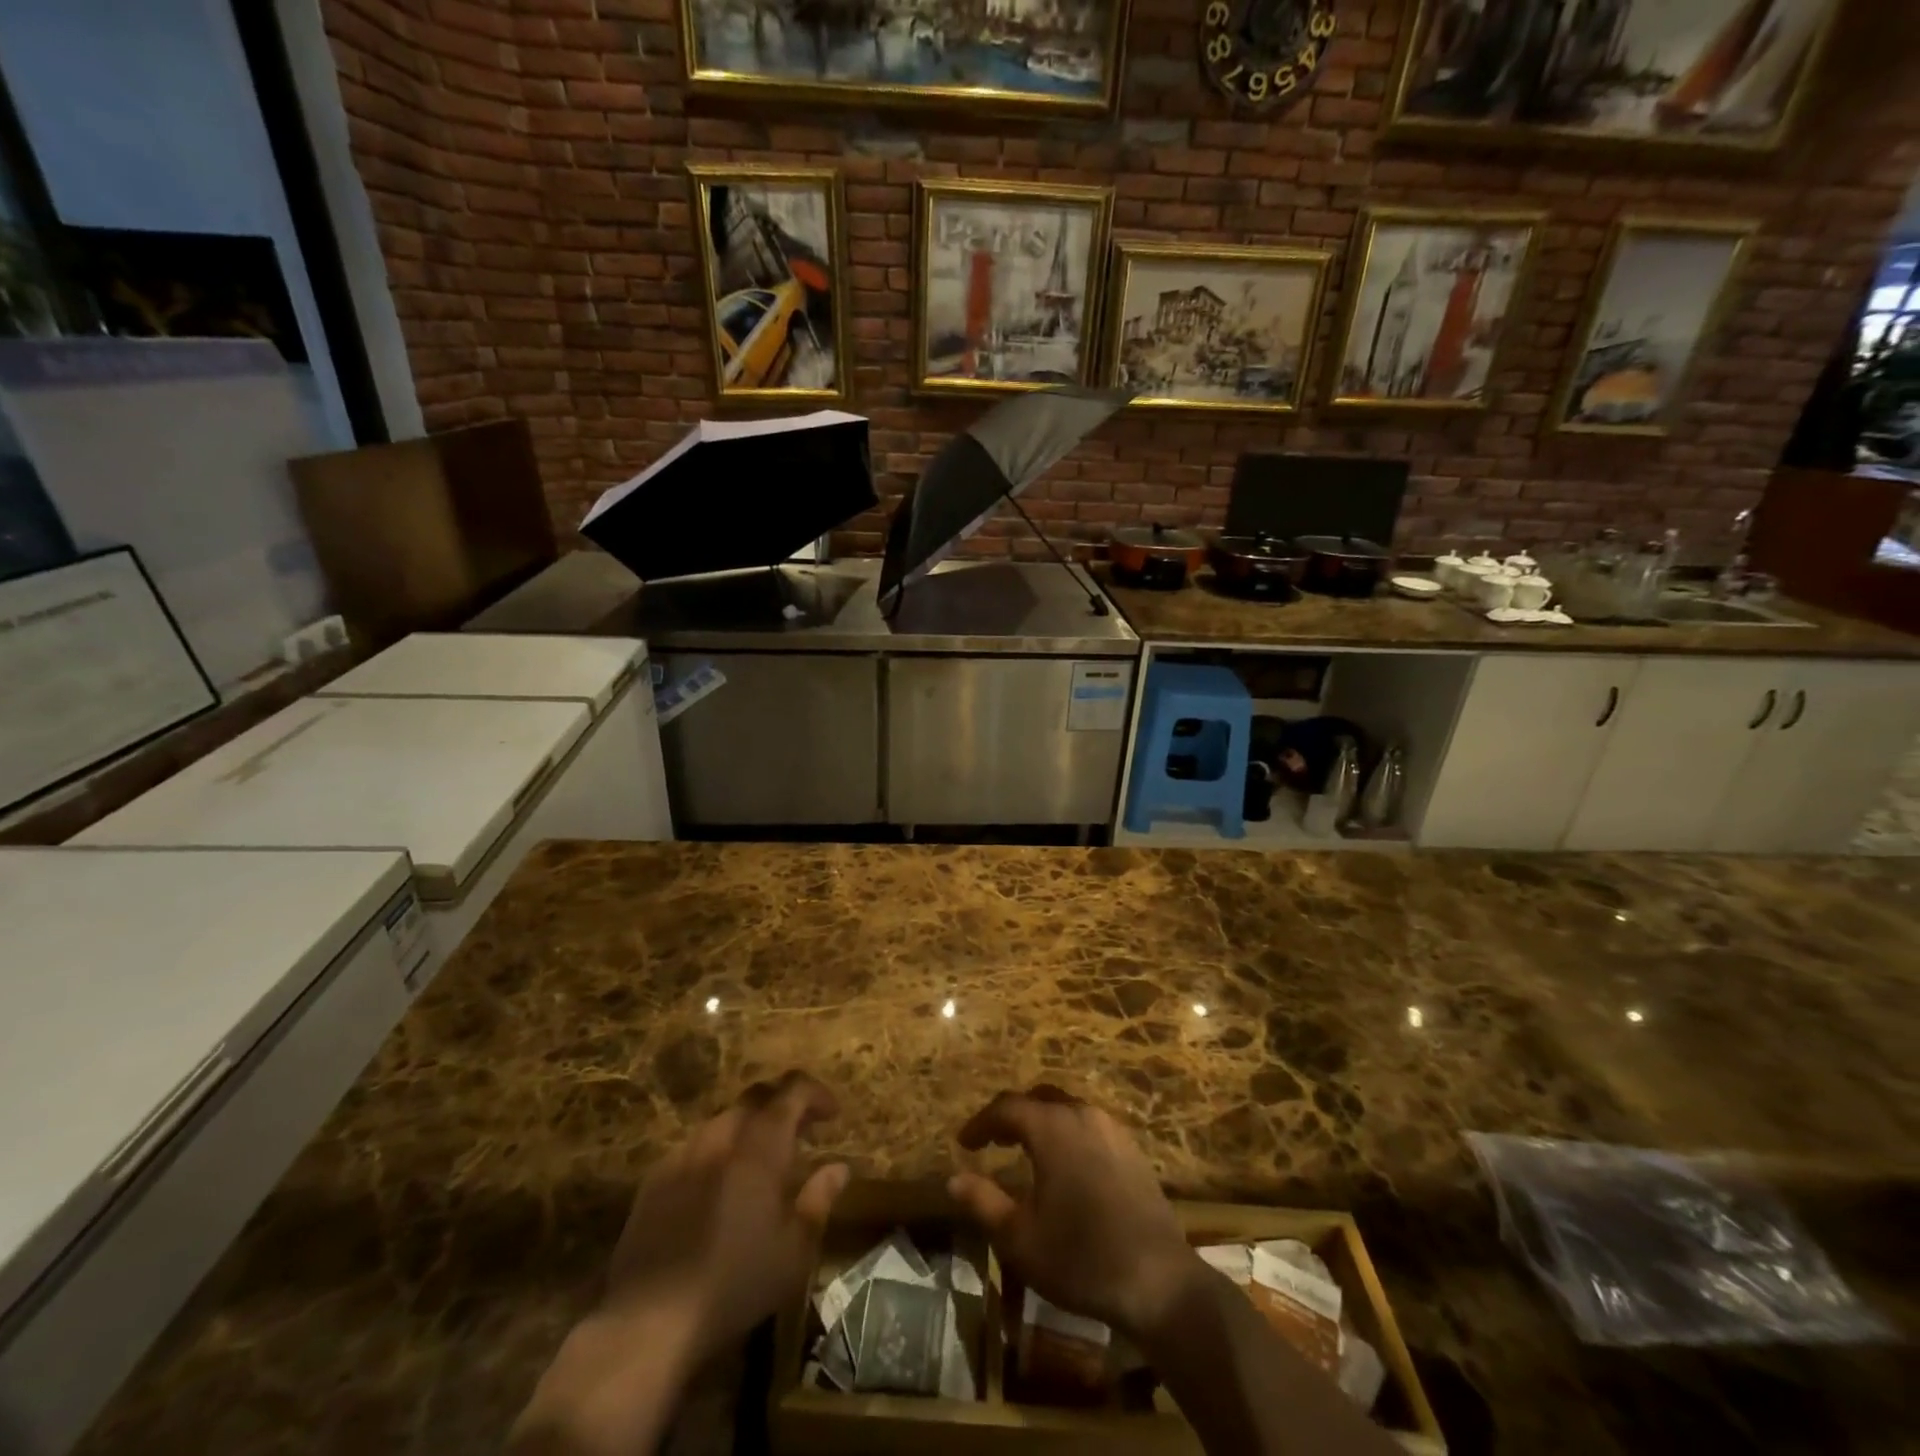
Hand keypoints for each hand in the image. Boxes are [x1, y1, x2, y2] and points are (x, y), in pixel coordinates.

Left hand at [511, 1072, 846, 1454]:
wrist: (648, 1322)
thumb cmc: (734, 1284)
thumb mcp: (793, 1251)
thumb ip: (819, 1199)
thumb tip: (839, 1168)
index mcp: (760, 1148)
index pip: (792, 1092)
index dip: (816, 1093)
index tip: (832, 1114)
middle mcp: (721, 1138)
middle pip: (755, 1097)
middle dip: (782, 1104)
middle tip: (800, 1131)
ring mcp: (683, 1155)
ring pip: (723, 1119)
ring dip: (749, 1127)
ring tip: (761, 1160)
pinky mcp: (655, 1179)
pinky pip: (695, 1146)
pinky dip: (717, 1151)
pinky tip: (719, 1186)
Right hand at [947, 1085, 1203, 1340]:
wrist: (1159, 1281)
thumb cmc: (1081, 1258)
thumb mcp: (1019, 1238)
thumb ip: (982, 1202)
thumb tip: (953, 1179)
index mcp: (1052, 1127)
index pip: (1007, 1107)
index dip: (981, 1122)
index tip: (964, 1142)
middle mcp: (1081, 1114)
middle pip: (1039, 1099)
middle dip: (1012, 1116)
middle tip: (993, 1141)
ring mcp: (1111, 1129)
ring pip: (1066, 1109)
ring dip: (1041, 1122)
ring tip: (1024, 1150)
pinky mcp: (1131, 1149)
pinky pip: (1088, 1125)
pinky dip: (1066, 1132)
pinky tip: (1064, 1164)